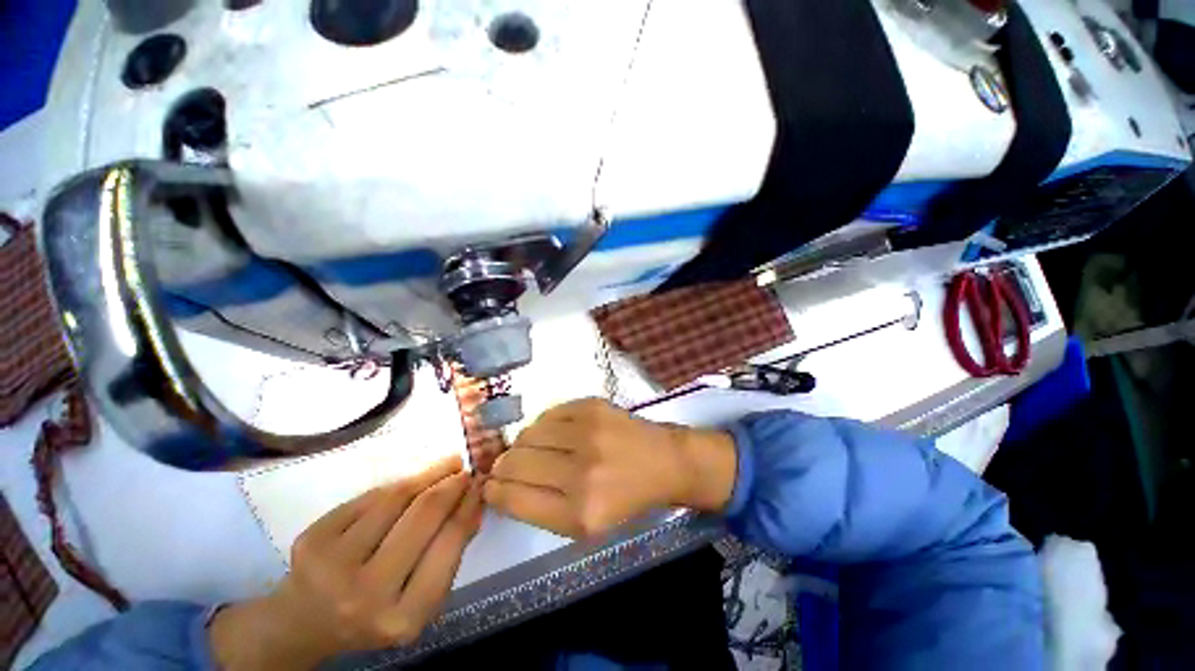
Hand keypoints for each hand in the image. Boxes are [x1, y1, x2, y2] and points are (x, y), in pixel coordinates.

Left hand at [209, 457, 481, 669]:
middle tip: (466, 469)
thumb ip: (450, 553)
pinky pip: (369, 498)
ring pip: (396, 498)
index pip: (450, 543)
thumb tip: (476, 501)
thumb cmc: (376, 610)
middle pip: (424, 514)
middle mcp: (367, 593)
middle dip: (453, 483)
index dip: (469, 504)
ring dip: (430, 474)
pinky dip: (397, 485)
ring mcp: (333, 565)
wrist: (305, 621)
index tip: (481, 483)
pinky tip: (412, 481)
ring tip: (448, 464)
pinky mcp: (312, 539)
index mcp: (404, 616)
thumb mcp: (421, 598)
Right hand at [483, 398, 736, 537]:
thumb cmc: (625, 499)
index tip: (491, 484)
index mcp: (579, 514)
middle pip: (514, 463)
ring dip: (525, 443)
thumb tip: (500, 484)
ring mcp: (588, 433)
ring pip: (528, 433)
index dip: (494, 490)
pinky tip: (558, 432)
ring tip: (538, 448)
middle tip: (510, 465)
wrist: (663, 461)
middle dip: (504, 465)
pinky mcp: (592, 407)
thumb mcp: (585, 525)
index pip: (513, 499)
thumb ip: (540, 509)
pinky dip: (545, 425)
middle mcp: (581, 473)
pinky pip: (548, 414)